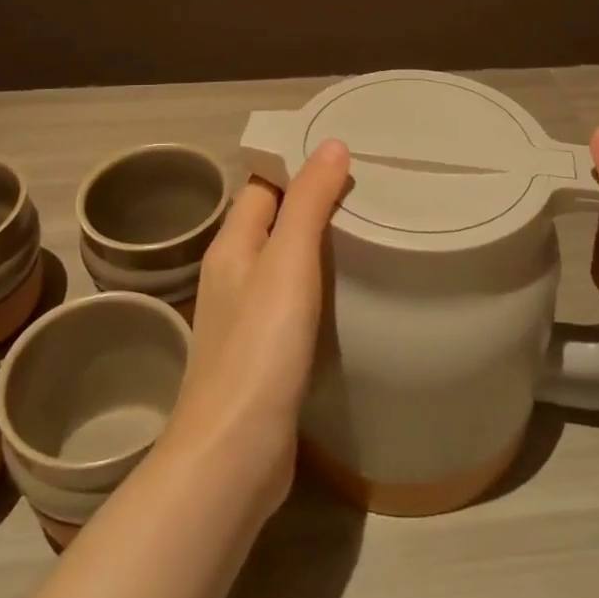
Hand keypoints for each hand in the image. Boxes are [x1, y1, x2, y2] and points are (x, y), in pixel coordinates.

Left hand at [159, 140, 350, 523]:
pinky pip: (289, 302)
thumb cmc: (260, 347)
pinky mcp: (261, 355)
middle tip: (367, 192)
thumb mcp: (288, 262)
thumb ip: (308, 202)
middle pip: (271, 222)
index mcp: (231, 246)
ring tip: (365, 234)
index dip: (295, 165)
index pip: (261, 185)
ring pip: (281, 264)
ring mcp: (244, 318)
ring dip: (314, 246)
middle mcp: (232, 275)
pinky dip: (315, 287)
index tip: (343, 156)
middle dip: (311, 203)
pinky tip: (346, 294)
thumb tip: (331, 144)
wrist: (234, 453)